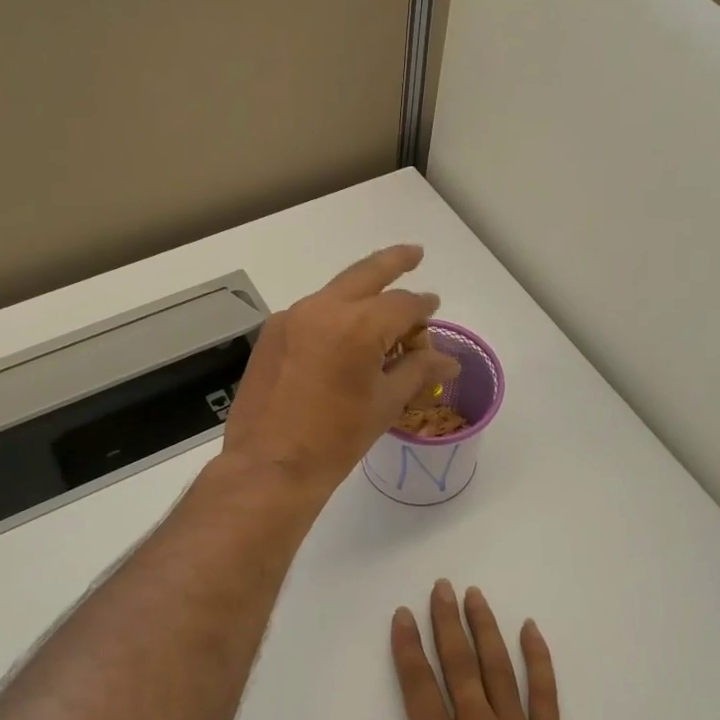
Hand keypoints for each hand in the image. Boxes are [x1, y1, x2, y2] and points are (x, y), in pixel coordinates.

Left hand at [222, 245, 459, 492]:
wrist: (269, 465)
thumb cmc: (336, 439)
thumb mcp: (385, 403)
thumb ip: (418, 371)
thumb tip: (450, 360)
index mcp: (358, 325)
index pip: (403, 304)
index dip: (424, 307)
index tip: (434, 309)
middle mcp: (322, 308)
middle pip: (366, 274)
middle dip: (395, 261)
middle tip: (415, 254)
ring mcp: (291, 317)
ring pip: (336, 292)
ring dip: (362, 293)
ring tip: (382, 309)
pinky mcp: (272, 333)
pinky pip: (312, 313)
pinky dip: (335, 315)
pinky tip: (344, 338)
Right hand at [312, 582, 602, 719]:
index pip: (418, 686)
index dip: (407, 647)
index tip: (402, 613)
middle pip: (458, 664)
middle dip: (446, 622)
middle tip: (441, 586)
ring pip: (498, 668)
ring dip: (485, 628)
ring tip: (474, 595)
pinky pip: (545, 693)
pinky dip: (539, 659)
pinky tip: (530, 630)